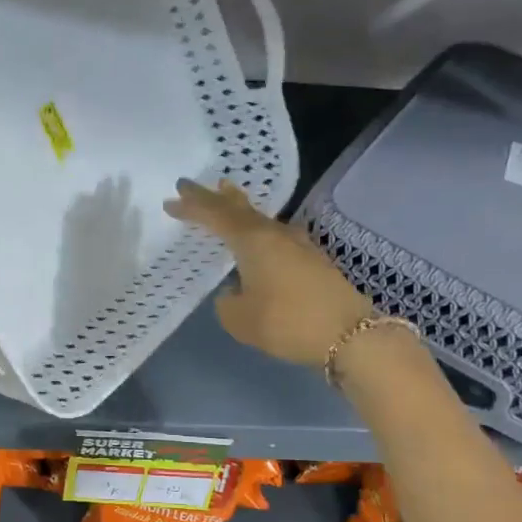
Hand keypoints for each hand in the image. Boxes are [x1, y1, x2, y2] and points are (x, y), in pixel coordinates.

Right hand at [165, 178, 372, 366]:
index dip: (192, 206)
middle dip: (214, 197)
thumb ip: (227, 301)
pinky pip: (275, 235)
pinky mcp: (312, 260)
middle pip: (239, 208)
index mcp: (252, 241)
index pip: (215, 215)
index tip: (171, 200)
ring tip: (226, 198)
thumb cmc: (287, 323)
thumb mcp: (239, 319)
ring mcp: (298, 244)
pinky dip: (258, 230)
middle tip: (194, 186)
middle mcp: (274, 234)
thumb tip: (235, 291)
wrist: (350, 334)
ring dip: (240, 209)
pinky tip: (258, 238)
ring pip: (261, 219)